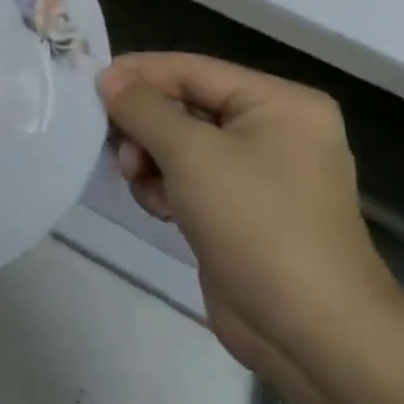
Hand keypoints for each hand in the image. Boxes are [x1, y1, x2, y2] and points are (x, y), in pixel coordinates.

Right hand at [98, 53, 402, 400]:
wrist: (312, 334)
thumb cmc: (257, 223)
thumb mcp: (191, 153)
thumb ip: (143, 107)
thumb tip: (108, 77)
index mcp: (279, 103)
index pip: (192, 69)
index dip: (139, 74)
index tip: (90, 85)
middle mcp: (273, 130)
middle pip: (184, 105)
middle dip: (145, 126)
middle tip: (118, 148)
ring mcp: (259, 173)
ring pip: (180, 144)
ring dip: (151, 160)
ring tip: (140, 182)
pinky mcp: (241, 210)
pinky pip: (189, 178)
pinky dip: (166, 187)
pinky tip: (160, 209)